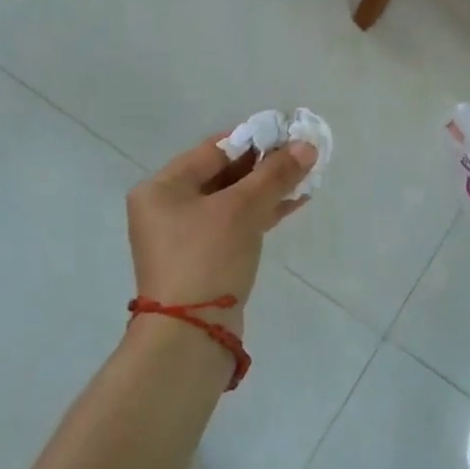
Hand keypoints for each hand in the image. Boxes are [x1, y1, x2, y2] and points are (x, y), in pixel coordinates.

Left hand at [127, 132, 316, 332]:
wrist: (190, 335)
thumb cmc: (207, 258)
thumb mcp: (242, 210)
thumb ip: (274, 175)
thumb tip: (307, 145)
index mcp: (162, 187)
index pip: (213, 150)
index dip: (253, 139)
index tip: (288, 133)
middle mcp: (167, 208)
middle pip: (222, 175)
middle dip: (264, 166)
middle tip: (301, 155)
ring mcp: (184, 236)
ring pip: (232, 201)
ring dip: (267, 189)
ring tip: (306, 177)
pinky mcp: (203, 259)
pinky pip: (234, 224)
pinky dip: (261, 213)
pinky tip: (294, 202)